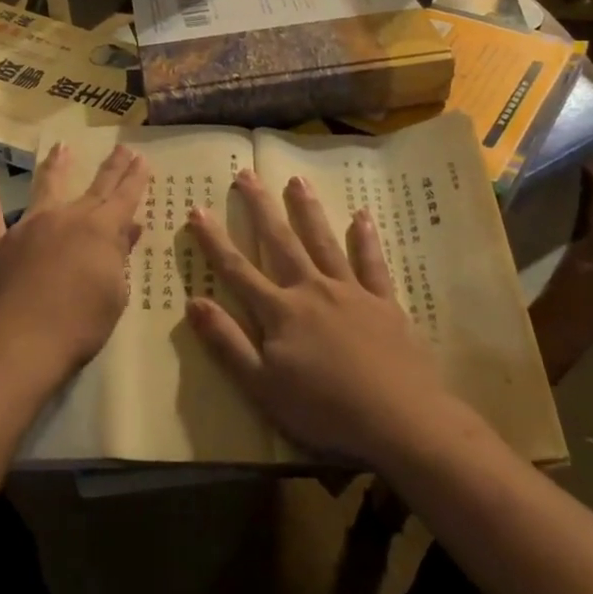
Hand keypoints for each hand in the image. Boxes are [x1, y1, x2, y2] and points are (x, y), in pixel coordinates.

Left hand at [0, 142, 148, 402]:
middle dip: (111, 166)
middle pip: (95, 187)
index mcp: (100, 231)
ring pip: (45, 187)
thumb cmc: (79, 327)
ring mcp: (28, 227)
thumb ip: (119, 258)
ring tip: (61, 147)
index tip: (143, 157)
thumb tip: (128, 228)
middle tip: (122, 146)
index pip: (124, 197)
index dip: (135, 177)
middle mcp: (66, 218)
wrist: (19, 346)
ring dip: (56, 166)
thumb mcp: (114, 295)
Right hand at [185, 170, 460, 467]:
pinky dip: (365, 239)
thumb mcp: (262, 386)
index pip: (237, 269)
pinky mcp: (384, 303)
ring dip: (307, 210)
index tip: (196, 209)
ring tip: (296, 179)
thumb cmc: (324, 409)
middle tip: (247, 173)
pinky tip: (361, 216)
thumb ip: (227, 343)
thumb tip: (193, 302)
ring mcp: (350, 292)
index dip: (214, 241)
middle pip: (280, 242)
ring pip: (323, 242)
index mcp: (280, 312)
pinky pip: (372, 263)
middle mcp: (312, 290)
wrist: (399, 419)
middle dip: (260, 208)